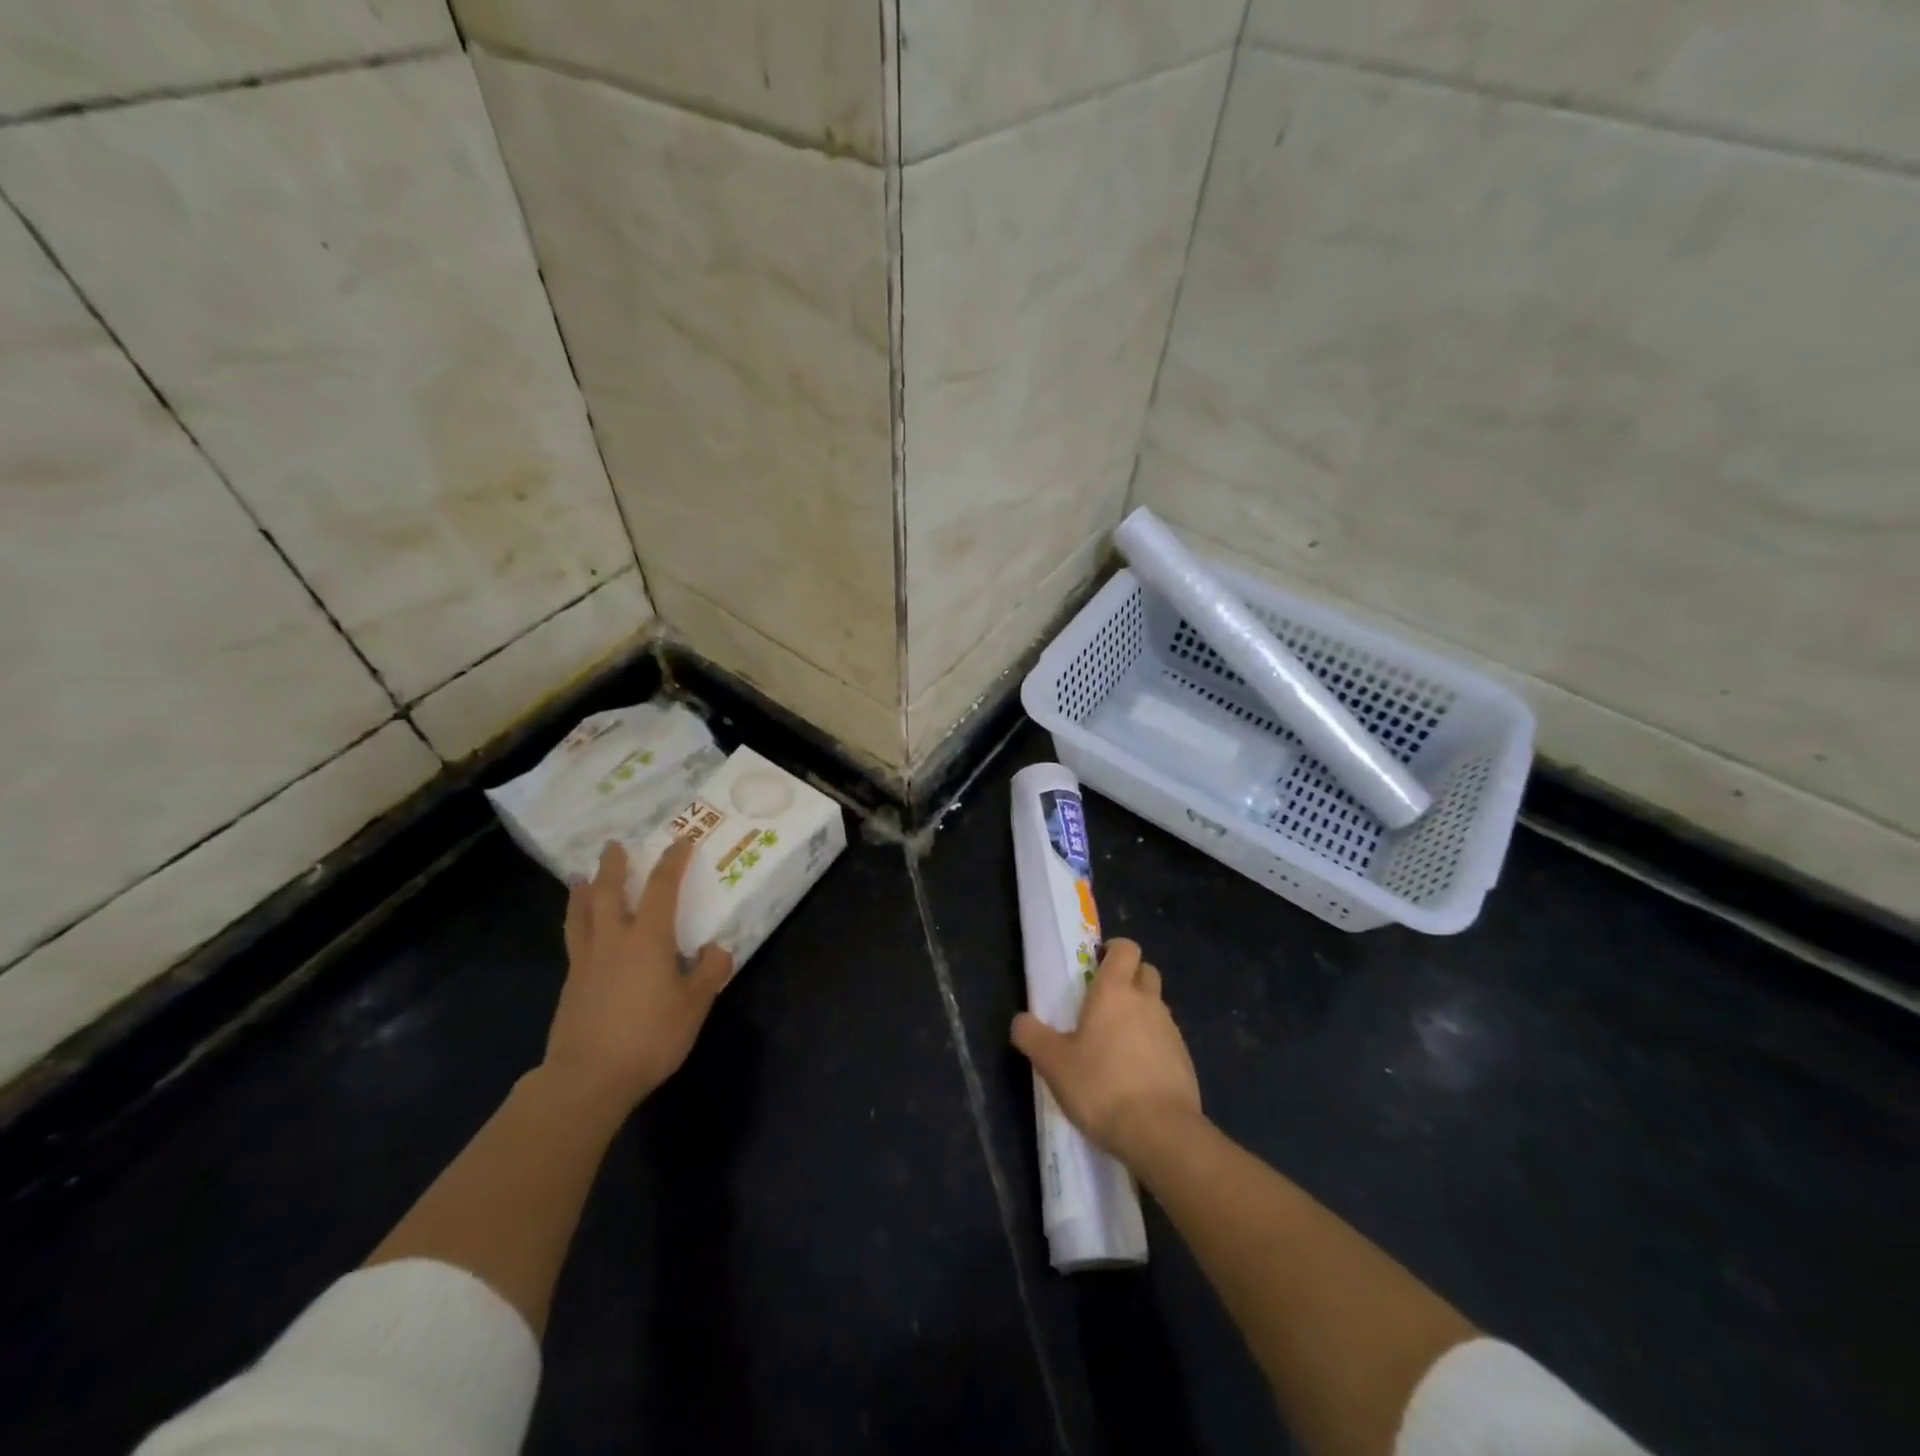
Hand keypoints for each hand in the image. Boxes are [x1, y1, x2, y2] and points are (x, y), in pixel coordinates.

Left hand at [543, 838, 732, 1114]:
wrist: (587, 1078)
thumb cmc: (649, 1036)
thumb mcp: (694, 1005)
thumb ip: (708, 973)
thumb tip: (716, 949)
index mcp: (648, 939)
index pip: (663, 888)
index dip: (673, 862)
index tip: (681, 841)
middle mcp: (613, 940)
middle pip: (610, 892)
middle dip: (614, 866)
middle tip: (613, 845)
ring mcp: (586, 962)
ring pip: (582, 914)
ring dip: (583, 891)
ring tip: (580, 877)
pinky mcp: (570, 985)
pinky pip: (574, 940)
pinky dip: (577, 923)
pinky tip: (582, 931)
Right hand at [1011, 938, 1201, 1168]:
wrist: (1161, 1133)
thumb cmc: (1101, 1086)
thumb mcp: (1053, 1063)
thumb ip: (1032, 1036)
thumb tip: (1020, 1020)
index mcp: (1115, 990)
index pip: (1125, 948)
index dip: (1113, 950)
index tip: (1095, 965)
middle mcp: (1147, 1001)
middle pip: (1145, 971)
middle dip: (1129, 978)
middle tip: (1103, 1003)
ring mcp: (1171, 1030)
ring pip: (1156, 1006)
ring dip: (1140, 1013)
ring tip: (1116, 1044)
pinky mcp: (1185, 1060)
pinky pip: (1166, 1038)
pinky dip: (1153, 1045)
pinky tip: (1135, 1073)